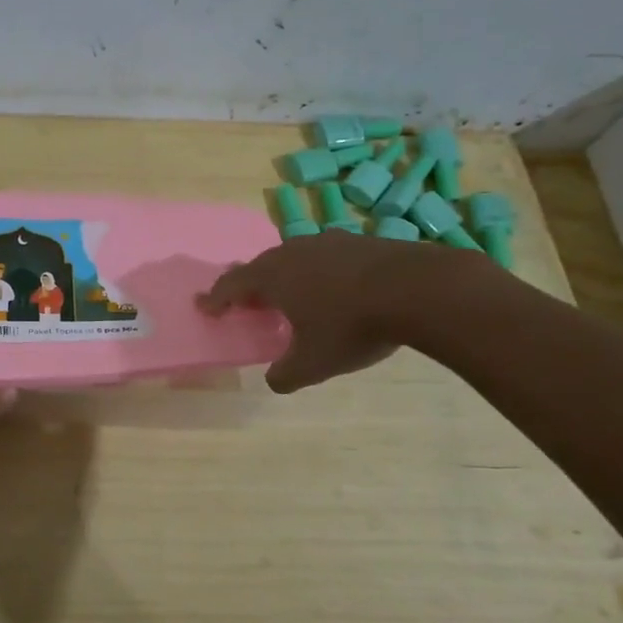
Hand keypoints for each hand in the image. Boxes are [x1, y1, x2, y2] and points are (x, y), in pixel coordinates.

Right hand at [197, 233, 472, 392]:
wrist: (418, 289)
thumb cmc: (352, 326)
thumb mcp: (313, 363)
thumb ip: (285, 375)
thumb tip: (274, 381)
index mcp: (272, 277)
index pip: (232, 284)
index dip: (216, 298)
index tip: (205, 306)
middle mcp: (293, 252)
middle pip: (261, 266)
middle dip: (250, 285)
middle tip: (248, 303)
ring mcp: (328, 242)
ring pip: (294, 258)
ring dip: (286, 276)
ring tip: (292, 296)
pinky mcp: (360, 241)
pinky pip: (326, 257)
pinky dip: (319, 273)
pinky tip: (335, 289)